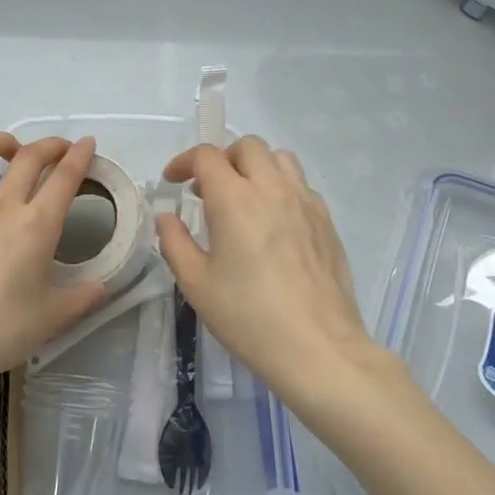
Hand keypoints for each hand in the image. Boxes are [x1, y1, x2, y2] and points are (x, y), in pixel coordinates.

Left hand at [0, 132, 106, 400]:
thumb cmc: (1, 332)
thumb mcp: (52, 317)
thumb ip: (82, 298)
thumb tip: (103, 288)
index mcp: (37, 225)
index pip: (65, 177)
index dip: (80, 155)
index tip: (87, 143)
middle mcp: (1, 206)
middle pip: (29, 157)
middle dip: (50, 145)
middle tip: (59, 150)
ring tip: (9, 149)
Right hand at [155, 136, 376, 408]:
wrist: (319, 348)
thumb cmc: (249, 318)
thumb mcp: (197, 285)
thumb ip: (175, 243)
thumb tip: (167, 217)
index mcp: (235, 199)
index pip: (206, 156)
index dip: (184, 162)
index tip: (173, 182)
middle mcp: (272, 189)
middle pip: (247, 146)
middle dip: (222, 159)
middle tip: (208, 190)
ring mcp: (305, 202)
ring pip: (280, 158)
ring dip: (255, 166)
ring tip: (243, 197)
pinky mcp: (326, 221)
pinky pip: (301, 185)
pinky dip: (281, 188)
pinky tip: (274, 222)